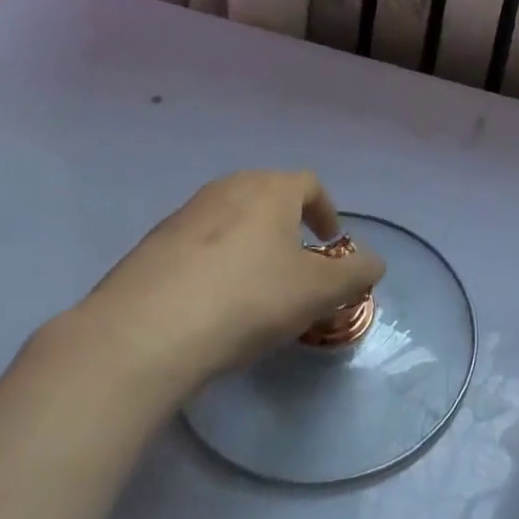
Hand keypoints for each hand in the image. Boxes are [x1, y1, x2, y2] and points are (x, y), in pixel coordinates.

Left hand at [60, 171, 385, 413]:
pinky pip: (196, 245)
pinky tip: (209, 304)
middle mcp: (228, 188)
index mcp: (271, 189)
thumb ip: (354, 275)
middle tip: (296, 264)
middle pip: (268, 196)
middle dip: (287, 226)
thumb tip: (376, 264)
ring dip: (249, 244)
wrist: (142, 334)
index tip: (331, 242)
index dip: (326, 210)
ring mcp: (184, 214)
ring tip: (253, 287)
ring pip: (230, 220)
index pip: (309, 184)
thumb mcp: (317, 293)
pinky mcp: (150, 246)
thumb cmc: (246, 300)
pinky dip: (213, 263)